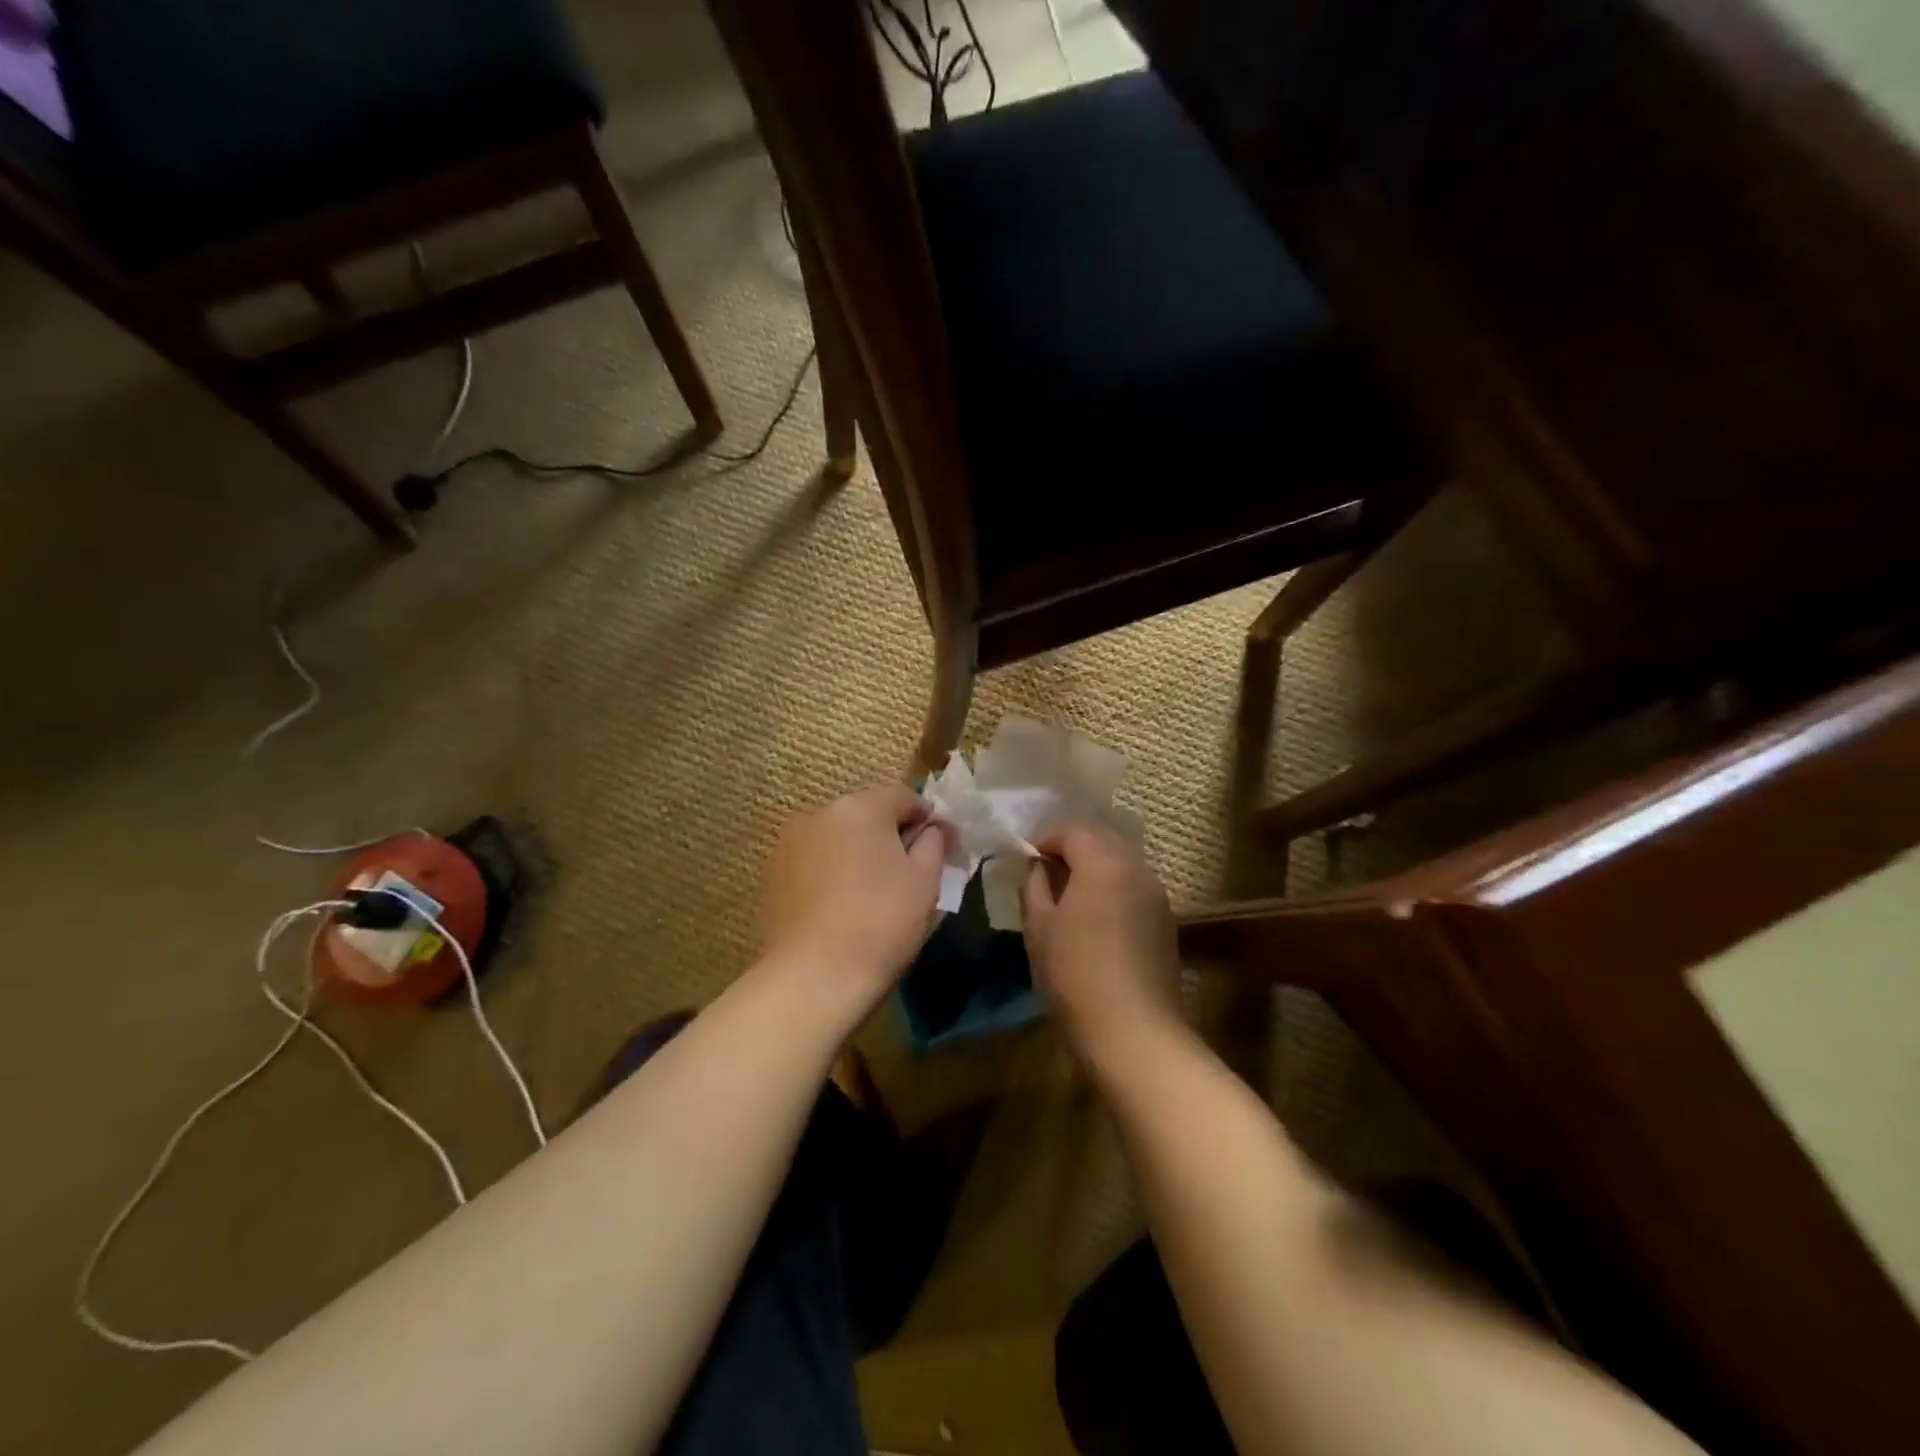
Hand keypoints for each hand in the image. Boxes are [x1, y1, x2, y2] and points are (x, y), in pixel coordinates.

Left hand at [760, 784, 948, 1014]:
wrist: (814, 978)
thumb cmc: (881, 922)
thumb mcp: (925, 880)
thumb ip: (934, 842)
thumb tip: (931, 829)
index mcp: (860, 806)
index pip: (903, 796)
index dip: (927, 817)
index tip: (942, 845)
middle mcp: (819, 813)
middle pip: (867, 813)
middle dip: (889, 834)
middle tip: (910, 870)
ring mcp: (790, 843)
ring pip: (838, 837)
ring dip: (858, 851)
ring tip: (873, 890)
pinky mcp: (773, 874)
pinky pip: (815, 860)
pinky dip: (832, 871)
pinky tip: (842, 904)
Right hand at [1022, 824, 1181, 1064]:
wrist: (1134, 1033)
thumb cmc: (1075, 974)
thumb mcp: (1039, 927)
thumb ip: (1035, 886)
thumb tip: (1038, 867)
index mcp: (1104, 862)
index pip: (1072, 830)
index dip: (1045, 839)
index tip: (1024, 858)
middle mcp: (1137, 868)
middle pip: (1101, 840)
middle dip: (1071, 848)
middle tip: (1044, 872)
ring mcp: (1157, 895)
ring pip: (1120, 863)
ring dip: (1093, 868)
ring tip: (1067, 895)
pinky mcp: (1166, 922)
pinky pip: (1133, 888)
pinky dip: (1111, 888)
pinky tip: (1094, 917)